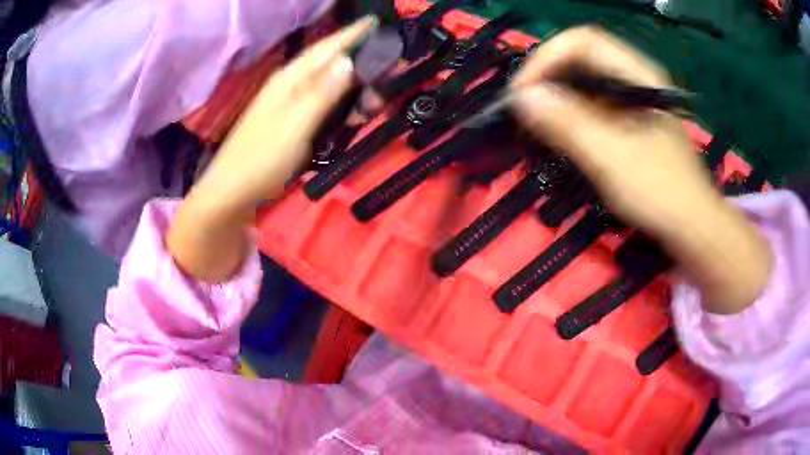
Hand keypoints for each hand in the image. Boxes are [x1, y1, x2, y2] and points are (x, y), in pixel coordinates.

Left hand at [168, 17, 376, 281]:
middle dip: (360, 62)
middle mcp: (289, 86)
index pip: (327, 48)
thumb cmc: (261, 159)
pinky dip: (340, 105)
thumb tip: (349, 61)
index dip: (352, 34)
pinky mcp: (289, 123)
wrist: (231, 194)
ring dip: (352, 86)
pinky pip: (321, 105)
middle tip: (390, 68)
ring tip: (375, 95)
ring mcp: (288, 105)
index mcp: (290, 79)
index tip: (376, 23)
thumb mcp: (295, 124)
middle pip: (329, 64)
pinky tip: (349, 113)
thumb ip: (322, 92)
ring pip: (327, 85)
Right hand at [510, 27, 771, 313]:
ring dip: (556, 98)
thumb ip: (569, 124)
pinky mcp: (630, 122)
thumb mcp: (613, 159)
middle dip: (548, 78)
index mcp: (638, 75)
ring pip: (585, 82)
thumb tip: (523, 97)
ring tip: (536, 124)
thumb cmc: (661, 193)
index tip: (524, 94)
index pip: (582, 42)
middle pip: (580, 58)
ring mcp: (633, 101)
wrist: (693, 228)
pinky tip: (559, 135)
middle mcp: (635, 79)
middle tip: (525, 110)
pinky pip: (592, 105)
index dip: (547, 59)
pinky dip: (570, 115)